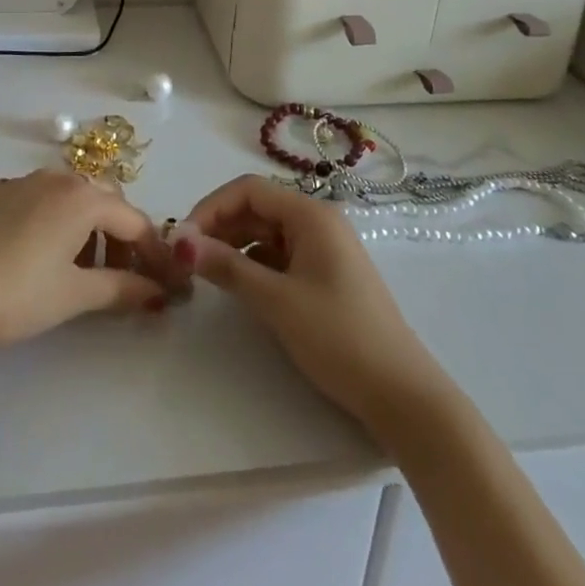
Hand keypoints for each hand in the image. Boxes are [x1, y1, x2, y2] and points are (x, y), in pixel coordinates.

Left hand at [0, 171, 185, 352]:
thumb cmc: (15, 293)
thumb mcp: (73, 295)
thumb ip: (119, 289)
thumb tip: (156, 292)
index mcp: (82, 197)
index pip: (133, 220)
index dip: (152, 251)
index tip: (165, 281)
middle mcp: (55, 178)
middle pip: (102, 202)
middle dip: (119, 237)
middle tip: (121, 277)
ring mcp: (20, 181)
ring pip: (68, 199)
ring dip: (86, 230)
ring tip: (79, 272)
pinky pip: (37, 201)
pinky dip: (53, 224)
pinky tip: (37, 257)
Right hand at [177, 176, 441, 426]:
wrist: (403, 396)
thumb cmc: (339, 337)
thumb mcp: (277, 301)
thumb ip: (228, 267)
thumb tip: (181, 242)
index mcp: (310, 214)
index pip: (248, 189)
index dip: (211, 207)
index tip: (182, 238)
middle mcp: (318, 220)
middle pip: (257, 207)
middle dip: (219, 226)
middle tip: (187, 258)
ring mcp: (324, 247)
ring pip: (266, 231)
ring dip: (234, 245)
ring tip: (206, 272)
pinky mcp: (326, 274)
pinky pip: (280, 254)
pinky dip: (255, 262)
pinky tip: (239, 284)